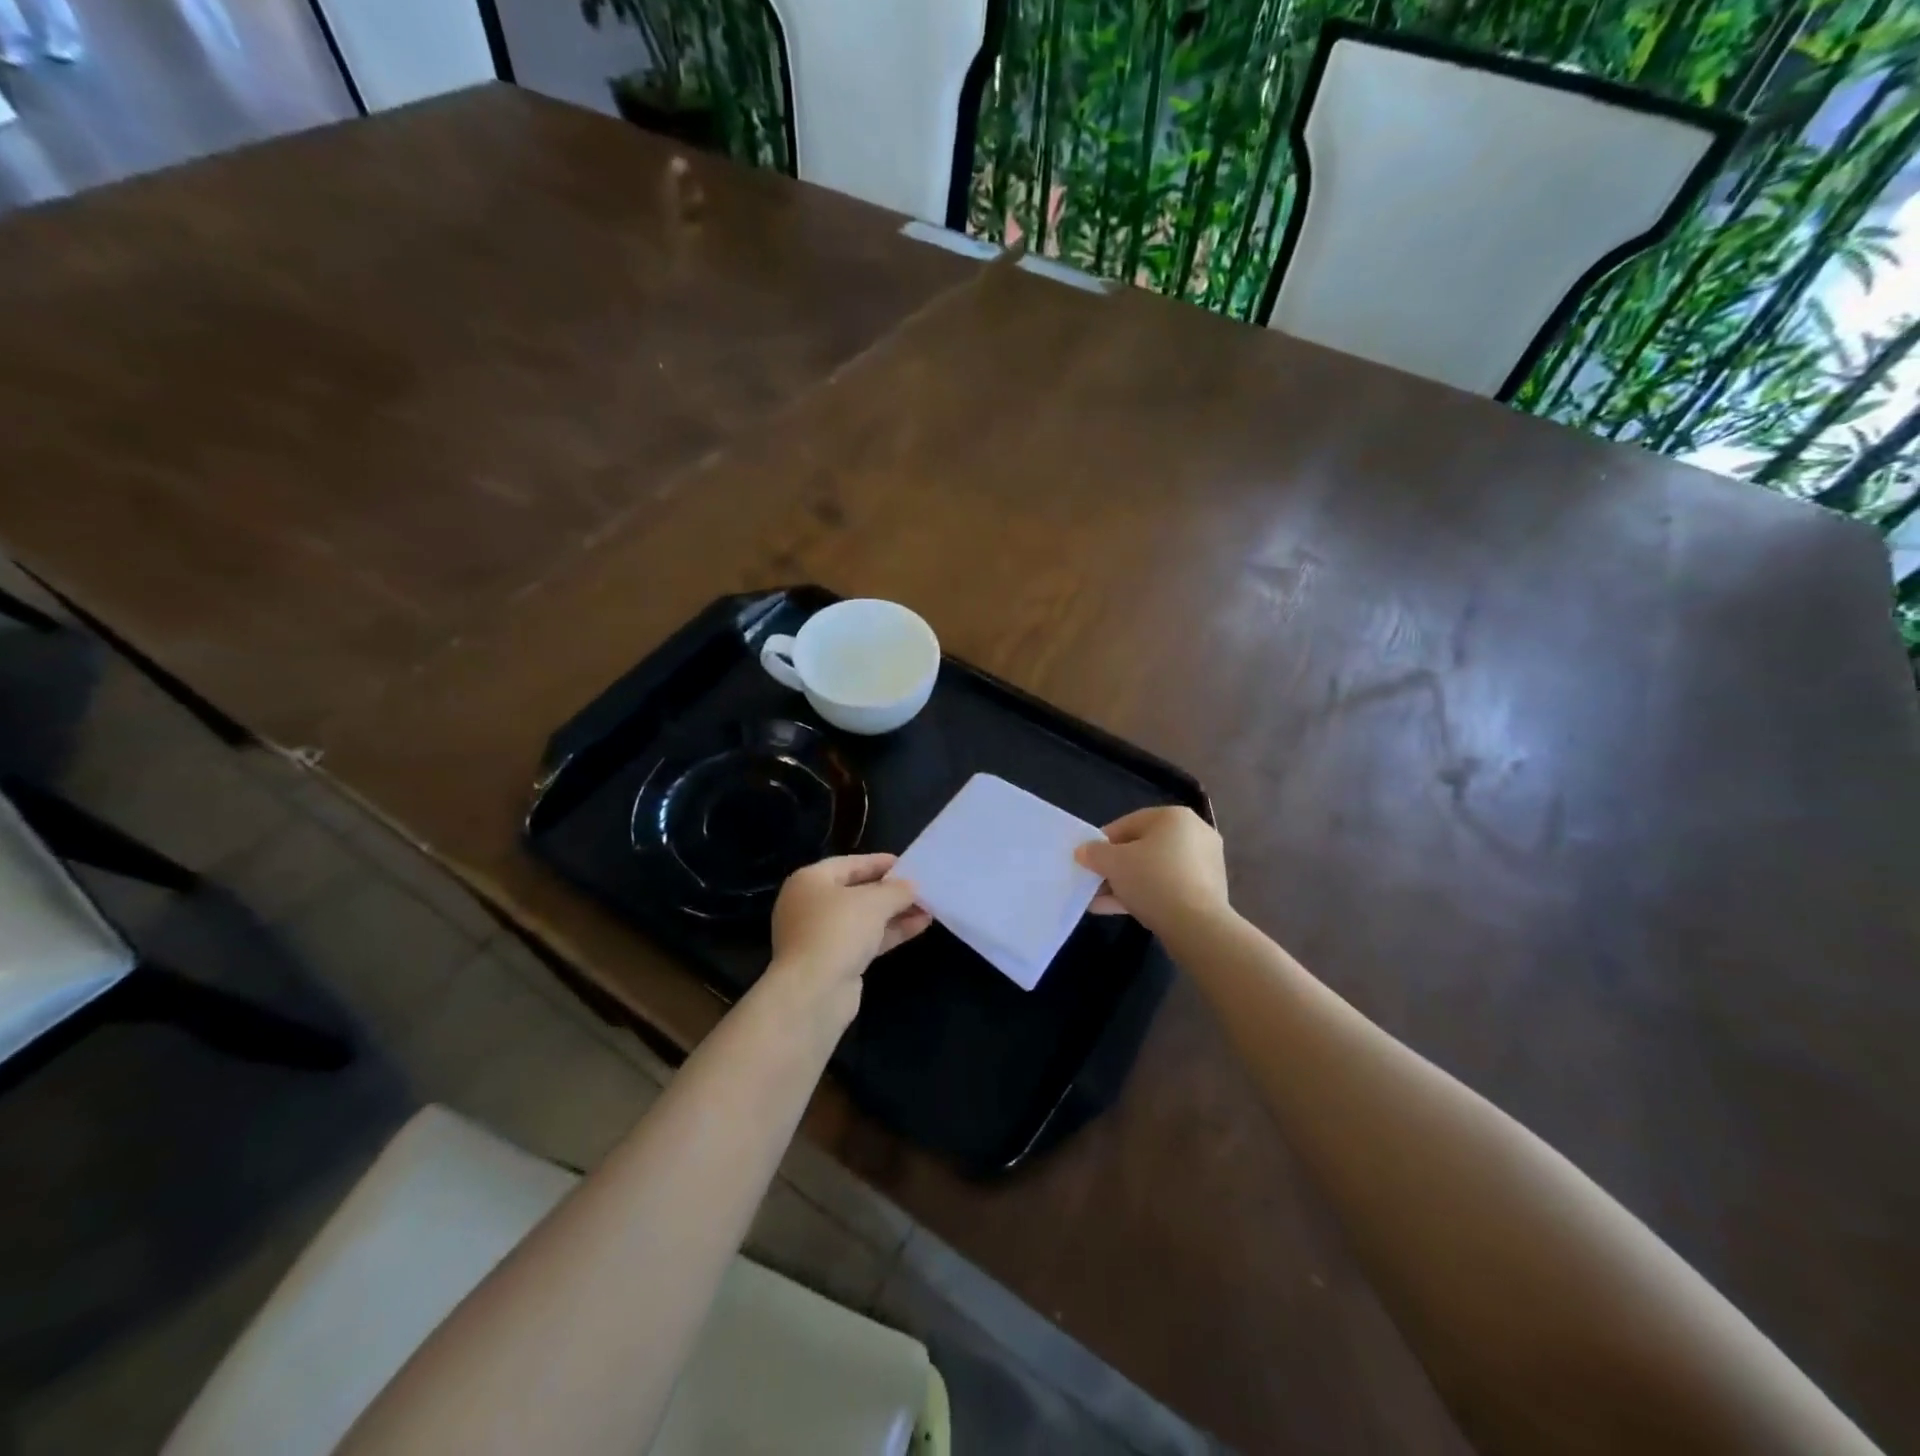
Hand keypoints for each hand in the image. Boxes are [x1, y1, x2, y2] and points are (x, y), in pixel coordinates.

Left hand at [767, 854, 931, 1016]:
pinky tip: (919, 926)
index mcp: (809, 881)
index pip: (849, 864)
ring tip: (928, 908)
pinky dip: (889, 932)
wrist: (814, 992)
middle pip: (856, 892)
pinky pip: (865, 939)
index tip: (908, 864)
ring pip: (863, 918)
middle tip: (920, 887)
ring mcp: (820, 936)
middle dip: (890, 891)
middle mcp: (810, 905)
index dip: (879, 862)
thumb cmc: (838, 930)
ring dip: (895, 913)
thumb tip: (911, 886)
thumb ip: (896, 890)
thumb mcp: (874, 902)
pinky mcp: (833, 961)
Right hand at [1074, 806, 1228, 935]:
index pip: (1128, 823)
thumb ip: (1094, 853)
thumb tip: (1083, 851)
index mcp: (1174, 817)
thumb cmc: (1152, 879)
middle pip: (1142, 847)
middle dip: (1115, 866)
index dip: (1103, 841)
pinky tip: (1118, 910)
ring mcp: (1204, 864)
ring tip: (1100, 901)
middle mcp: (1194, 834)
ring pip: (1154, 870)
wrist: (1197, 926)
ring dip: (1126, 884)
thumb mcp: (1113, 863)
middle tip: (1095, 881)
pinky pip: (1168, 887)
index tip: (1088, 860)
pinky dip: (1145, 895)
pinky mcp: (1207, 891)